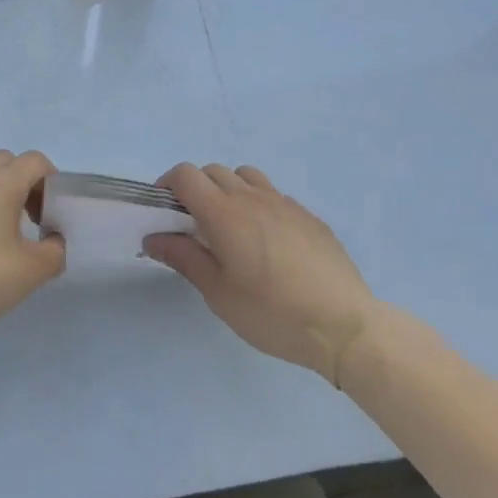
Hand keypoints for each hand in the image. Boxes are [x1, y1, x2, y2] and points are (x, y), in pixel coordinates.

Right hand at [143, 164, 376, 386]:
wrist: (344, 326)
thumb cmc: (272, 313)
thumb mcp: (218, 293)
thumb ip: (184, 258)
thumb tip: (152, 238)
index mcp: (223, 212)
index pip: (185, 174)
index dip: (168, 185)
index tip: (164, 212)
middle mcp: (251, 196)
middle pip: (212, 171)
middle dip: (195, 189)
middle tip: (194, 225)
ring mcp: (283, 203)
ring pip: (245, 176)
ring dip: (228, 189)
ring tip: (231, 226)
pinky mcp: (308, 216)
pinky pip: (273, 195)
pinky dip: (258, 204)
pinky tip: (268, 241)